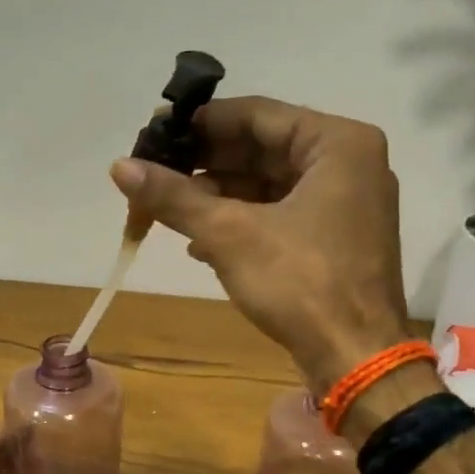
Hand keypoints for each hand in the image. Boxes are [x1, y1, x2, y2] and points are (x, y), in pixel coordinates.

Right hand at [111, 96, 409, 390]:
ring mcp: (344, 203)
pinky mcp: (334, 239)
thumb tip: (119, 167)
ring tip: (165, 209)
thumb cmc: (301, 284)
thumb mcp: (229, 234)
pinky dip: (239, 222)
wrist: (355, 358)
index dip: (200, 124)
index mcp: (337, 144)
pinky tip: (197, 242)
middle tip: (152, 173)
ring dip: (216, 196)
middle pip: (261, 149)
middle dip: (204, 165)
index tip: (153, 134)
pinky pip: (278, 213)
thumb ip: (174, 196)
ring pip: (267, 184)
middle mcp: (347, 164)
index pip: (256, 115)